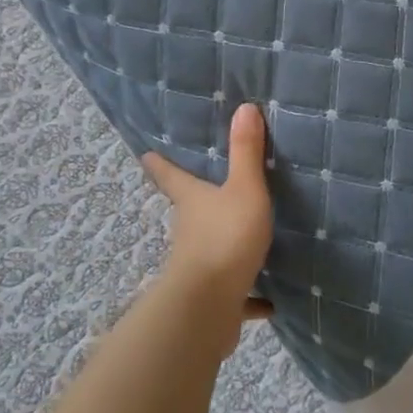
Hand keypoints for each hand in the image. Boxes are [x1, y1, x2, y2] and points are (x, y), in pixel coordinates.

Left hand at [141, 103, 274, 326]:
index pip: (172, 177)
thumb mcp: (244, 189)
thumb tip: (244, 106)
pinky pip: (235, 294)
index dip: (160, 164)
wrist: (207, 306)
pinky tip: (267, 302)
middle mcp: (189, 231)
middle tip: (203, 193)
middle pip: (189, 212)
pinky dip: (248, 297)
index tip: (146, 155)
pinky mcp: (214, 298)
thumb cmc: (224, 237)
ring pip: (209, 251)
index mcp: (193, 201)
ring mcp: (198, 267)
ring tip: (244, 243)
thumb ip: (246, 152)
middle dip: (195, 203)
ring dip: (223, 248)